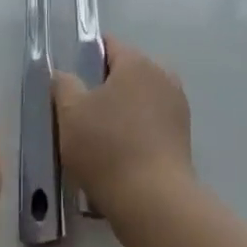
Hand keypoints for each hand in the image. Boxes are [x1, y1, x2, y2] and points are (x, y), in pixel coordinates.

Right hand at [51, 38, 192, 220]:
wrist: (154, 201)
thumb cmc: (107, 148)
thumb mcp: (70, 113)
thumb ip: (63, 84)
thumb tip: (64, 75)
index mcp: (137, 62)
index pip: (109, 45)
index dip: (86, 58)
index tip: (71, 83)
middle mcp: (163, 75)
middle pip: (126, 72)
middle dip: (104, 87)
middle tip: (81, 114)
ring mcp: (177, 106)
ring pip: (140, 99)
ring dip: (122, 111)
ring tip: (99, 140)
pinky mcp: (183, 136)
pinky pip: (152, 123)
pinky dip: (137, 132)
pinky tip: (121, 156)